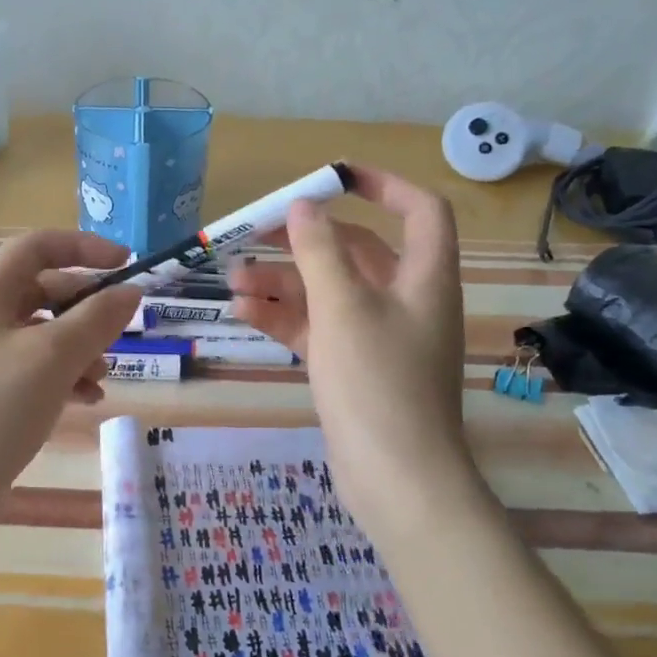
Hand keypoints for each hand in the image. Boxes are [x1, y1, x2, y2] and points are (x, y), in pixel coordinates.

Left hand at [0, 231, 142, 528]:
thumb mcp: (54, 357)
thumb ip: (97, 318)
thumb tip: (131, 291)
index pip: (38, 246)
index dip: (85, 247)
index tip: (126, 265)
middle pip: (41, 289)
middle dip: (85, 307)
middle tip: (120, 328)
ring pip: (40, 333)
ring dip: (77, 346)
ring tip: (102, 376)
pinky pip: (30, 369)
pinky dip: (61, 376)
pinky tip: (86, 399)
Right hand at [227, 166, 476, 523]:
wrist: (397, 480)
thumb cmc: (378, 382)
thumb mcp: (342, 307)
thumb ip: (319, 251)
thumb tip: (304, 206)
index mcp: (423, 277)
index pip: (420, 211)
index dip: (383, 185)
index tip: (334, 176)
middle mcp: (405, 299)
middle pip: (356, 251)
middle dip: (305, 241)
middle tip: (256, 231)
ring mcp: (378, 336)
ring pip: (329, 291)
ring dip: (284, 281)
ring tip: (233, 279)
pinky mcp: (354, 366)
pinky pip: (318, 327)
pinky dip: (285, 317)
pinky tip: (244, 313)